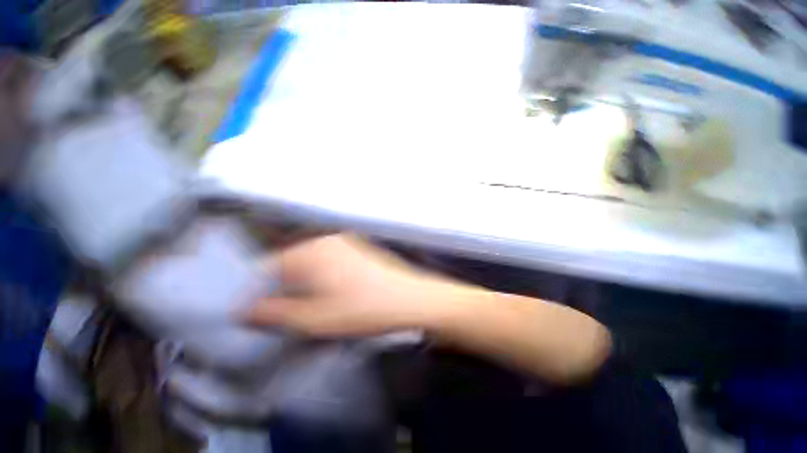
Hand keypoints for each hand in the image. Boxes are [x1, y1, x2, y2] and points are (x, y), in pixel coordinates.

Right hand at [244, 234, 439, 336]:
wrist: (408, 298)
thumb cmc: (361, 309)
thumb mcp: (313, 319)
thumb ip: (274, 314)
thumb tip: (245, 310)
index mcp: (311, 251)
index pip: (268, 267)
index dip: (260, 292)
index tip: (261, 314)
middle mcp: (326, 240)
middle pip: (290, 263)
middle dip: (284, 288)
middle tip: (289, 314)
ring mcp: (345, 243)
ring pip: (311, 263)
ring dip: (304, 283)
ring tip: (313, 307)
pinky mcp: (358, 249)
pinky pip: (329, 261)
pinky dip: (323, 277)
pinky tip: (335, 294)